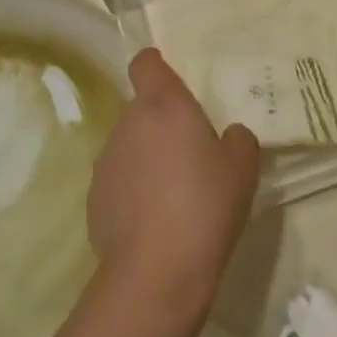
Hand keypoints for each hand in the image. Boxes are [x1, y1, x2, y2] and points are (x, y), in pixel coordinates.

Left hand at [89, 49, 259, 314]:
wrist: (157, 273)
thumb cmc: (205, 204)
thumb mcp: (242, 166)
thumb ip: (238, 138)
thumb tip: (228, 135)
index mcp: (163, 105)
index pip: (146, 63)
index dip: (157, 66)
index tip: (174, 81)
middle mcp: (127, 124)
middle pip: (142, 109)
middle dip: (163, 123)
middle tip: (193, 152)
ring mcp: (105, 162)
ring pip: (130, 146)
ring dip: (148, 158)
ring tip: (175, 193)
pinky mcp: (93, 200)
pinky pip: (119, 181)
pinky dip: (134, 191)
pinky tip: (155, 221)